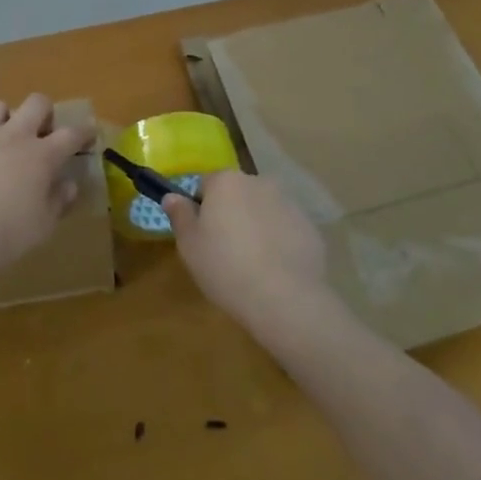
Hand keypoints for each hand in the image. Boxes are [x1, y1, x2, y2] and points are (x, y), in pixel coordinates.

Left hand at [0, 95, 95, 280]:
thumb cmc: (8, 232)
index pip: (71, 134)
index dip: (84, 130)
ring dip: (8, 117)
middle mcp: (16, 137)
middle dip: (45, 113)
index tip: (90, 130)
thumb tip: (68, 186)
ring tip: (7, 139)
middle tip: (43, 134)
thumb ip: (58, 201)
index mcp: (43, 155)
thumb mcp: (43, 224)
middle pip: (37, 103)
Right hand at [164, 172, 329, 330]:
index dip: (201, 209)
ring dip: (256, 226)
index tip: (202, 236)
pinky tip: (275, 270)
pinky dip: (279, 241)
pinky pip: (285, 228)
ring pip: (263, 210)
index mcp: (226, 182)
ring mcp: (288, 202)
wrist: (284, 297)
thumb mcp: (189, 245)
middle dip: (231, 214)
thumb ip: (179, 215)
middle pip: (237, 194)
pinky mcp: (309, 226)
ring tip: (252, 264)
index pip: (206, 184)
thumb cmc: (225, 267)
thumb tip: (172, 196)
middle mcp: (259, 182)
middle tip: (225, 251)